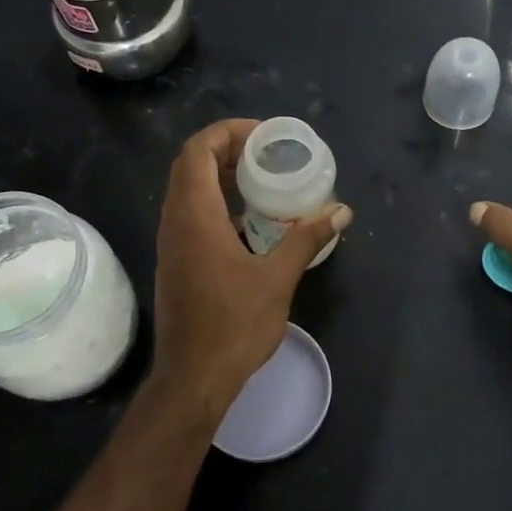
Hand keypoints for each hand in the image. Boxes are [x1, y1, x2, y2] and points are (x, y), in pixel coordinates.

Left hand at [152, 119, 351, 411]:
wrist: (193, 378)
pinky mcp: (176, 262)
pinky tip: (251, 222)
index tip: (263, 136)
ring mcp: (171, 243)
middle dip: (226, 150)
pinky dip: (217, 204)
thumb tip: (340, 210)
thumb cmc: (233, 326)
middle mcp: (174, 222)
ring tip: (262, 180)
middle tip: (267, 153)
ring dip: (220, 176)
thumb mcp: (277, 279)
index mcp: (194, 216)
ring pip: (188, 191)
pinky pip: (191, 215)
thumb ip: (306, 239)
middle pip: (190, 165)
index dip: (227, 132)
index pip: (197, 150)